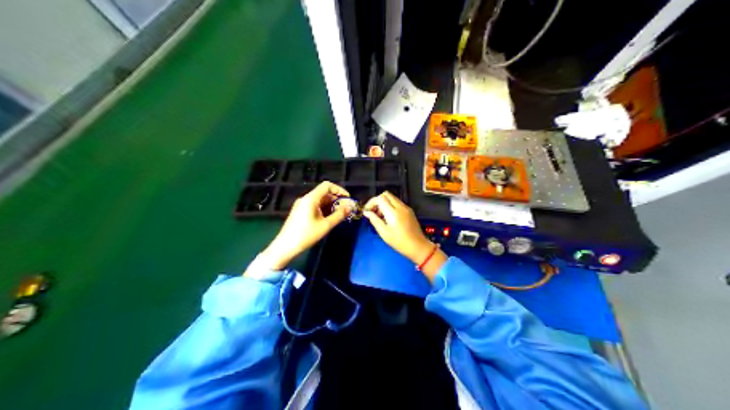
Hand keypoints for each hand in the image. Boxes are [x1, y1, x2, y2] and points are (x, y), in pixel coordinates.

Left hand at [249, 181, 350, 271]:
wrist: (286, 246)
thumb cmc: (306, 235)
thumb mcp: (326, 226)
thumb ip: (339, 215)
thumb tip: (350, 207)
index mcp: (311, 198)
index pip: (327, 186)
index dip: (339, 190)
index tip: (348, 199)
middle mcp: (305, 199)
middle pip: (324, 193)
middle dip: (336, 199)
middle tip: (346, 209)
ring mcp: (301, 205)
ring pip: (319, 200)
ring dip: (331, 205)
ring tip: (340, 215)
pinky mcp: (300, 212)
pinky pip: (314, 206)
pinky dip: (324, 209)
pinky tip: (329, 218)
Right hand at [363, 191, 434, 260]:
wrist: (418, 246)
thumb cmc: (399, 242)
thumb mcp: (384, 233)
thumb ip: (374, 220)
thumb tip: (367, 213)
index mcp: (393, 212)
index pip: (380, 198)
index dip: (371, 203)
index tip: (367, 211)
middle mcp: (400, 207)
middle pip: (386, 195)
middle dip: (377, 201)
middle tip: (373, 212)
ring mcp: (406, 208)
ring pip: (392, 198)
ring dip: (383, 203)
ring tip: (380, 217)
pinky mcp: (409, 211)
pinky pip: (397, 203)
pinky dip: (390, 206)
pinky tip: (388, 218)